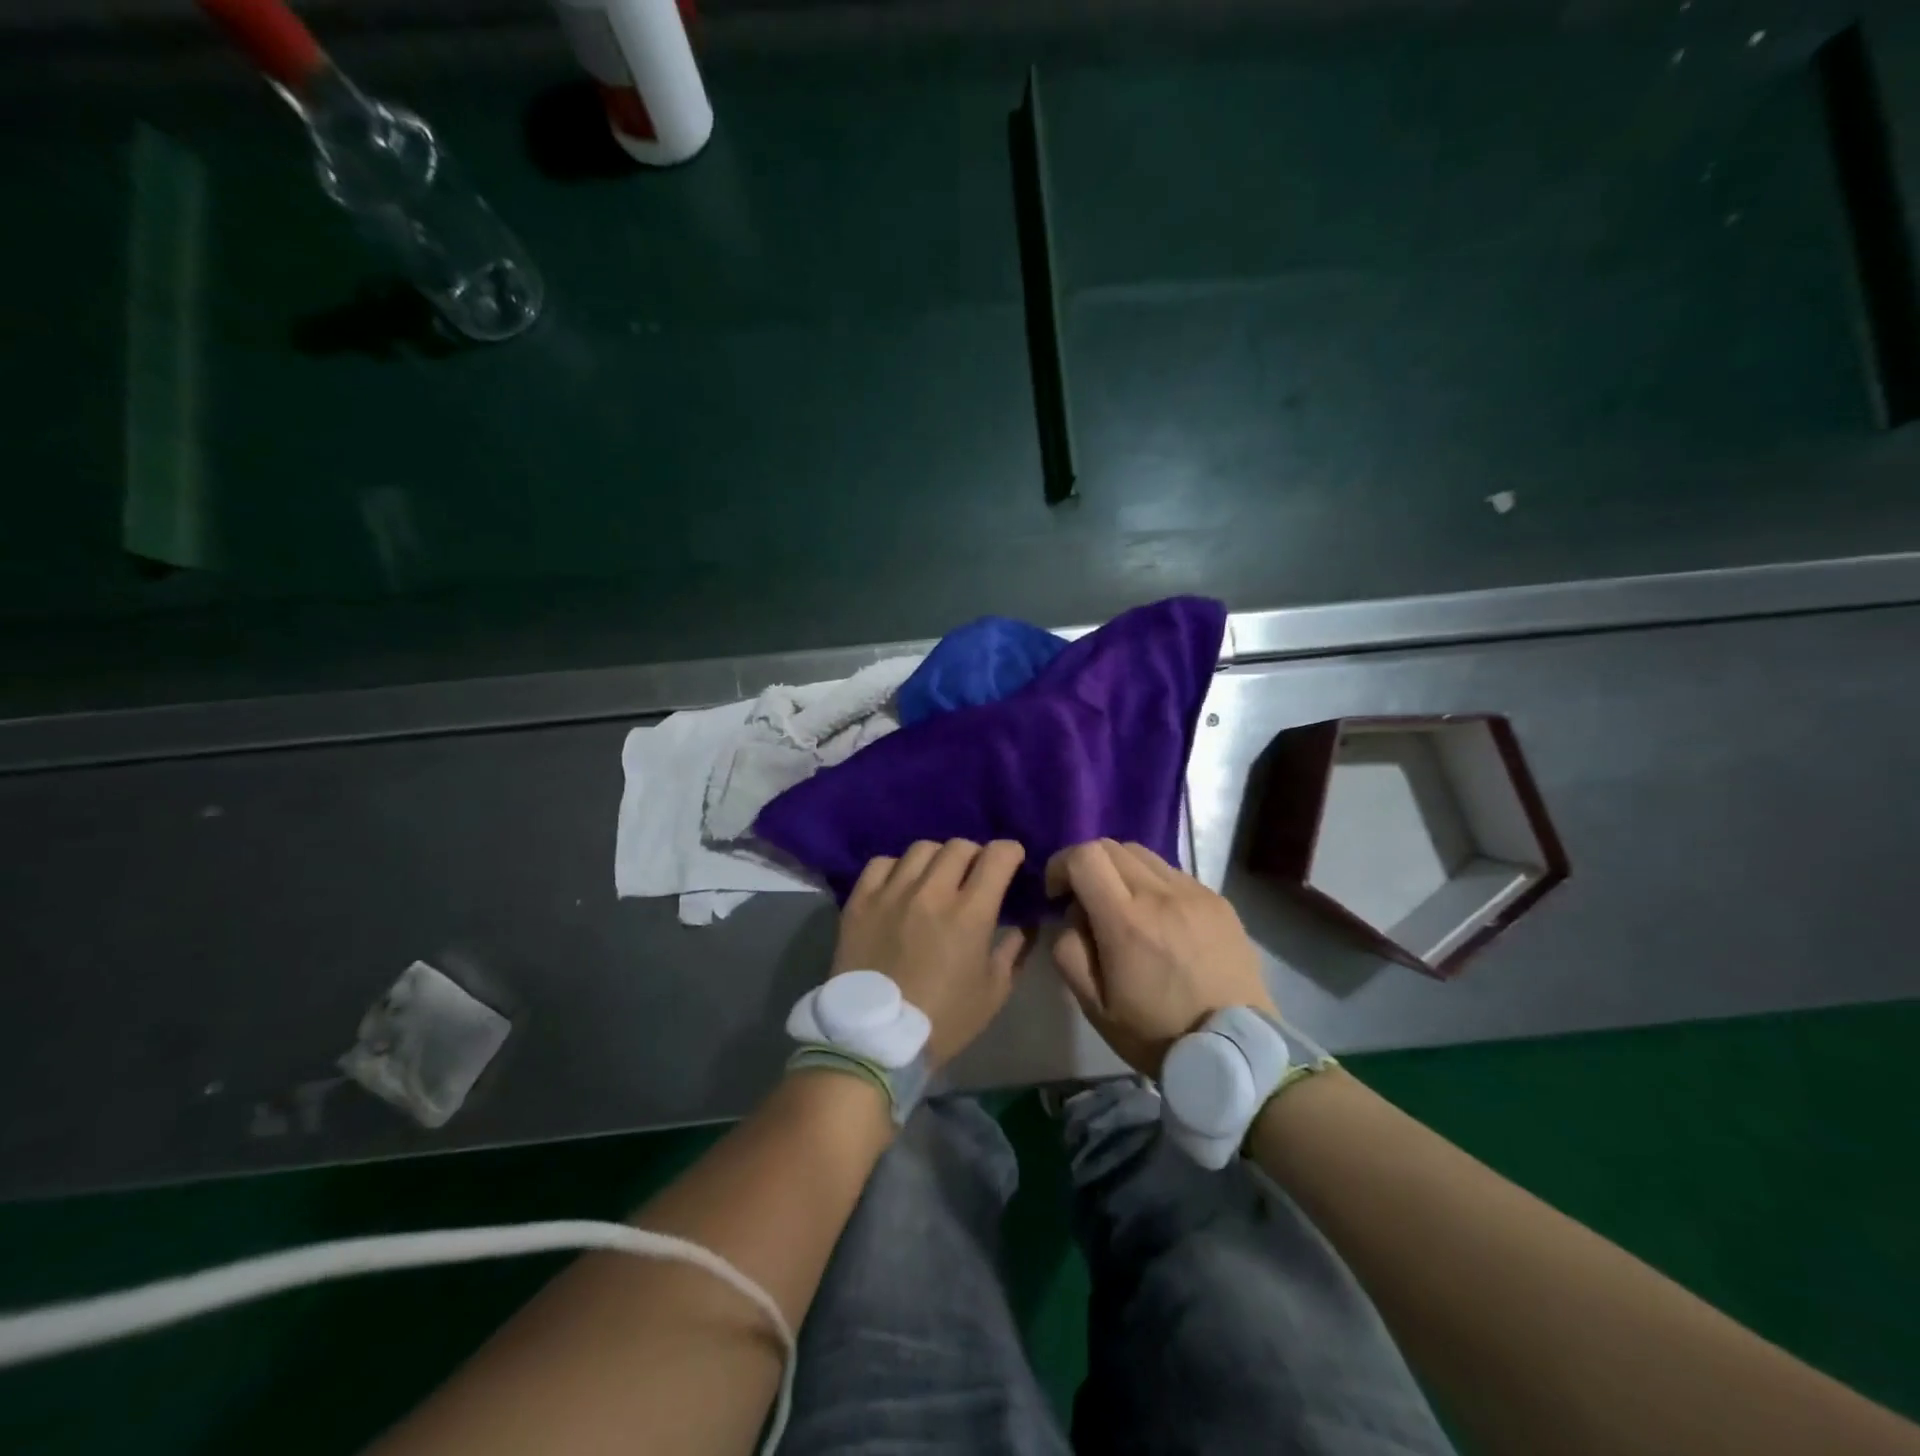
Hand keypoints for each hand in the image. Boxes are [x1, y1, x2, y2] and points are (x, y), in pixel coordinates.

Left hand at [831, 840, 1032, 1066]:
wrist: (873, 1040)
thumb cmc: (942, 1020)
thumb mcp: (993, 993)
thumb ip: (1014, 950)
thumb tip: (1026, 923)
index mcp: (970, 913)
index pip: (998, 856)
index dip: (1011, 852)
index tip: (1012, 861)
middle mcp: (931, 892)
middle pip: (959, 846)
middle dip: (975, 854)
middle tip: (974, 874)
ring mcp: (892, 892)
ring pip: (921, 849)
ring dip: (938, 859)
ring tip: (935, 878)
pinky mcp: (860, 900)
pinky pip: (881, 863)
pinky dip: (897, 868)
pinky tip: (900, 885)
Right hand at [1045, 839, 1273, 1076]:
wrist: (1235, 1052)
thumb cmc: (1157, 1033)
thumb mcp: (1095, 1006)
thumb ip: (1069, 951)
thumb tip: (1070, 916)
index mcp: (1125, 921)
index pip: (1085, 856)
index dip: (1061, 865)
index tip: (1058, 894)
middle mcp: (1161, 894)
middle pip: (1111, 846)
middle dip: (1087, 865)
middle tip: (1086, 899)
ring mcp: (1195, 893)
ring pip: (1143, 854)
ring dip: (1121, 871)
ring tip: (1124, 907)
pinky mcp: (1218, 901)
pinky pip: (1174, 874)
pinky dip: (1154, 884)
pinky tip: (1160, 919)